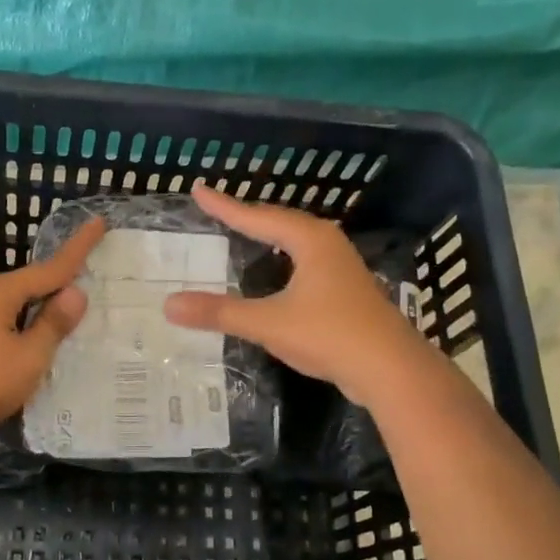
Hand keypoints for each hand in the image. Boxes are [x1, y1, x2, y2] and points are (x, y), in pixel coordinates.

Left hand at [0, 218, 105, 440]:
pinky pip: (13, 318)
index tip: (98, 222)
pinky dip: (34, 320)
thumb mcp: (29, 355)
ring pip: (23, 302)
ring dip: (49, 302)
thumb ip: (53, 324)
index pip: (52, 266)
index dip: (79, 247)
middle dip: (64, 276)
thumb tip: (75, 293)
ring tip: (79, 303)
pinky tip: (45, 333)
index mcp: (3, 292)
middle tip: (97, 266)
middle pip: (36, 281)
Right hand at [164, 184, 428, 406]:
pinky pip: (305, 264)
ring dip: (269, 237)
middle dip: (248, 216)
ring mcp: (341, 268)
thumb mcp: (268, 323)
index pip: (258, 217)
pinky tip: (276, 274)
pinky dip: (282, 261)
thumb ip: (220, 312)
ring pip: (296, 243)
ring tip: (244, 233)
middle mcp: (327, 245)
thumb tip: (168, 305)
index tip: (199, 190)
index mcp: (310, 240)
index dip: (225, 206)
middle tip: (218, 210)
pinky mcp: (346, 292)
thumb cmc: (330, 335)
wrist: (391, 369)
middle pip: (280, 223)